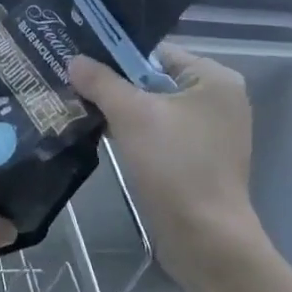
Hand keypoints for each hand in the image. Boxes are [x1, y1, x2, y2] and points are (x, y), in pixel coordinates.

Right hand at [69, 47, 275, 291]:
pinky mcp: (197, 160)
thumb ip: (101, 82)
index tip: (79, 62)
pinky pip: (159, 134)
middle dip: (114, 85)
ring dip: (120, 111)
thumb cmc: (175, 165)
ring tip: (79, 108)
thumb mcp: (132, 115)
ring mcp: (210, 133)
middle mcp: (218, 100)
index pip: (156, 53)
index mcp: (214, 79)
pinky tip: (101, 136)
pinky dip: (133, 134)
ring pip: (154, 109)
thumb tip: (74, 59)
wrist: (205, 238)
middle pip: (154, 80)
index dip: (116, 55)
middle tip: (72, 84)